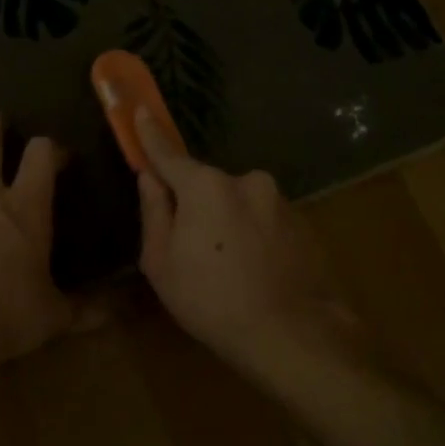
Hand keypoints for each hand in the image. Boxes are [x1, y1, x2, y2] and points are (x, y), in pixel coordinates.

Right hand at [136, 109, 365, 381]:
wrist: (291, 334)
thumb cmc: (211, 301)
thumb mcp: (162, 263)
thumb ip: (154, 213)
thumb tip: (150, 179)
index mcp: (206, 186)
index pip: (169, 154)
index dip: (150, 135)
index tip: (140, 111)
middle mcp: (247, 181)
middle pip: (208, 186)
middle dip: (196, 206)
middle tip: (192, 249)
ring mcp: (281, 201)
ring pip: (239, 205)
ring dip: (228, 224)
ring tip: (228, 270)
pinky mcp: (304, 223)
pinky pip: (265, 221)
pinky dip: (254, 237)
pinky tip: (255, 272)